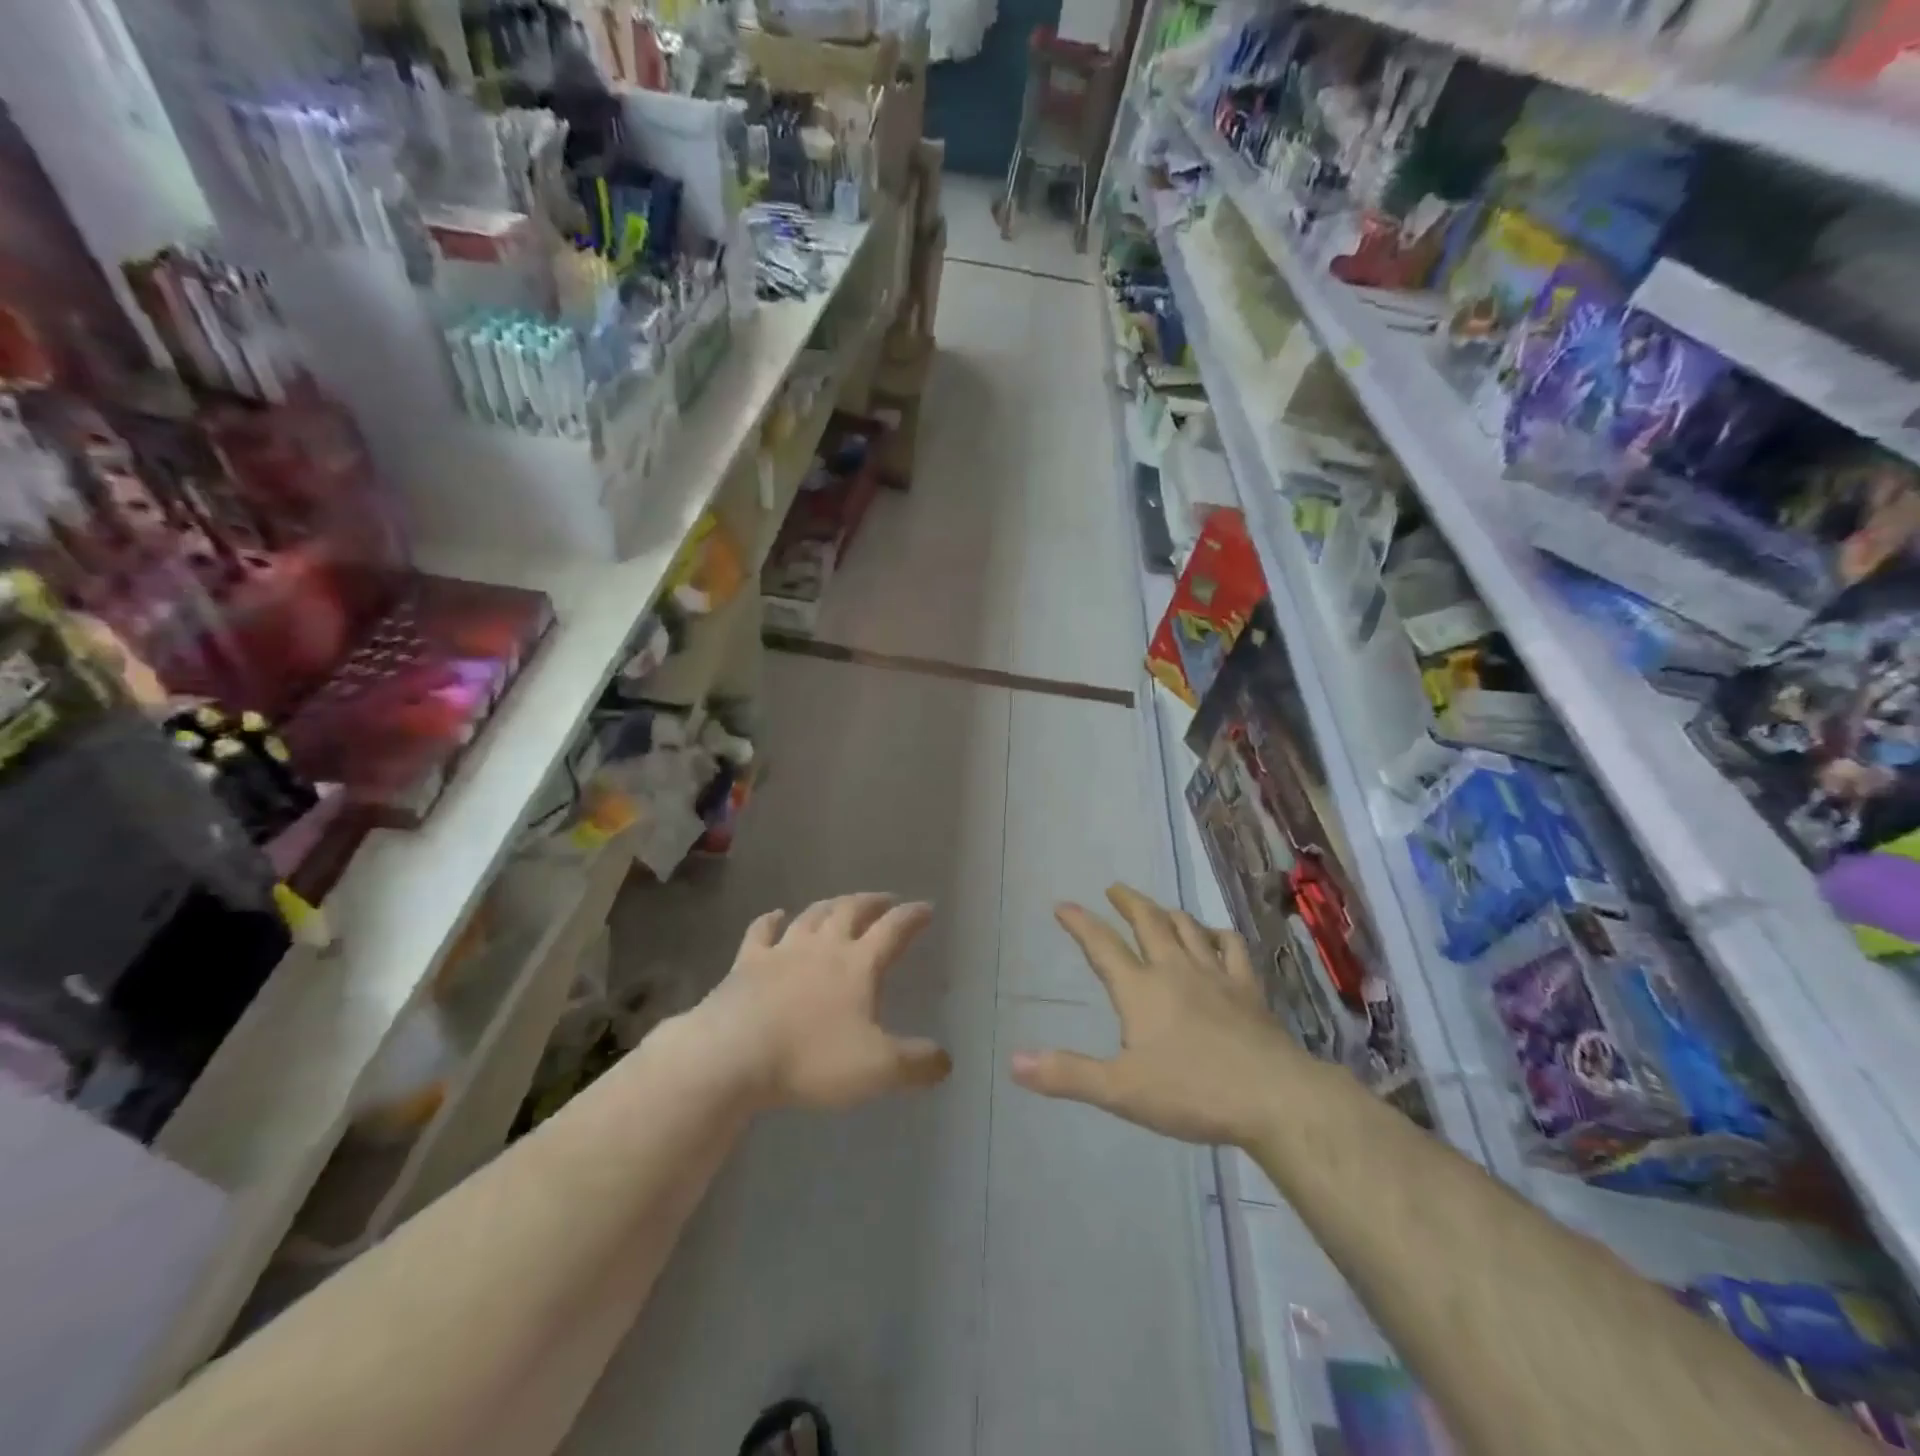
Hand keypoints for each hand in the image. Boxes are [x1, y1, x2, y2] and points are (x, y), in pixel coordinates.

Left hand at [693, 893, 951, 1110]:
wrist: (733, 1055)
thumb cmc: (810, 1058)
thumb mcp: (877, 1069)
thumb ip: (916, 1064)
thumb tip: (946, 1061)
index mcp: (858, 964)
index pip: (894, 929)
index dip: (913, 917)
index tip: (926, 908)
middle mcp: (824, 946)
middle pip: (852, 911)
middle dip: (872, 902)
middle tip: (886, 900)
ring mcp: (782, 950)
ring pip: (813, 915)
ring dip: (831, 905)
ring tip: (842, 903)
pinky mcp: (747, 963)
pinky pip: (762, 931)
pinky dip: (772, 919)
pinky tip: (777, 915)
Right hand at [1011, 884, 1309, 1146]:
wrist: (1272, 1097)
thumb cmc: (1191, 1092)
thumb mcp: (1120, 1090)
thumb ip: (1068, 1074)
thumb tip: (1014, 1062)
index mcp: (1140, 989)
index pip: (1102, 947)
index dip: (1080, 923)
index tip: (1063, 905)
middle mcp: (1174, 970)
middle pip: (1148, 923)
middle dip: (1128, 902)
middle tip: (1114, 888)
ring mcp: (1215, 975)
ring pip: (1187, 928)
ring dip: (1167, 912)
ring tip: (1157, 907)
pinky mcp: (1248, 988)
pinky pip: (1230, 947)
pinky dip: (1217, 934)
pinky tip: (1213, 935)